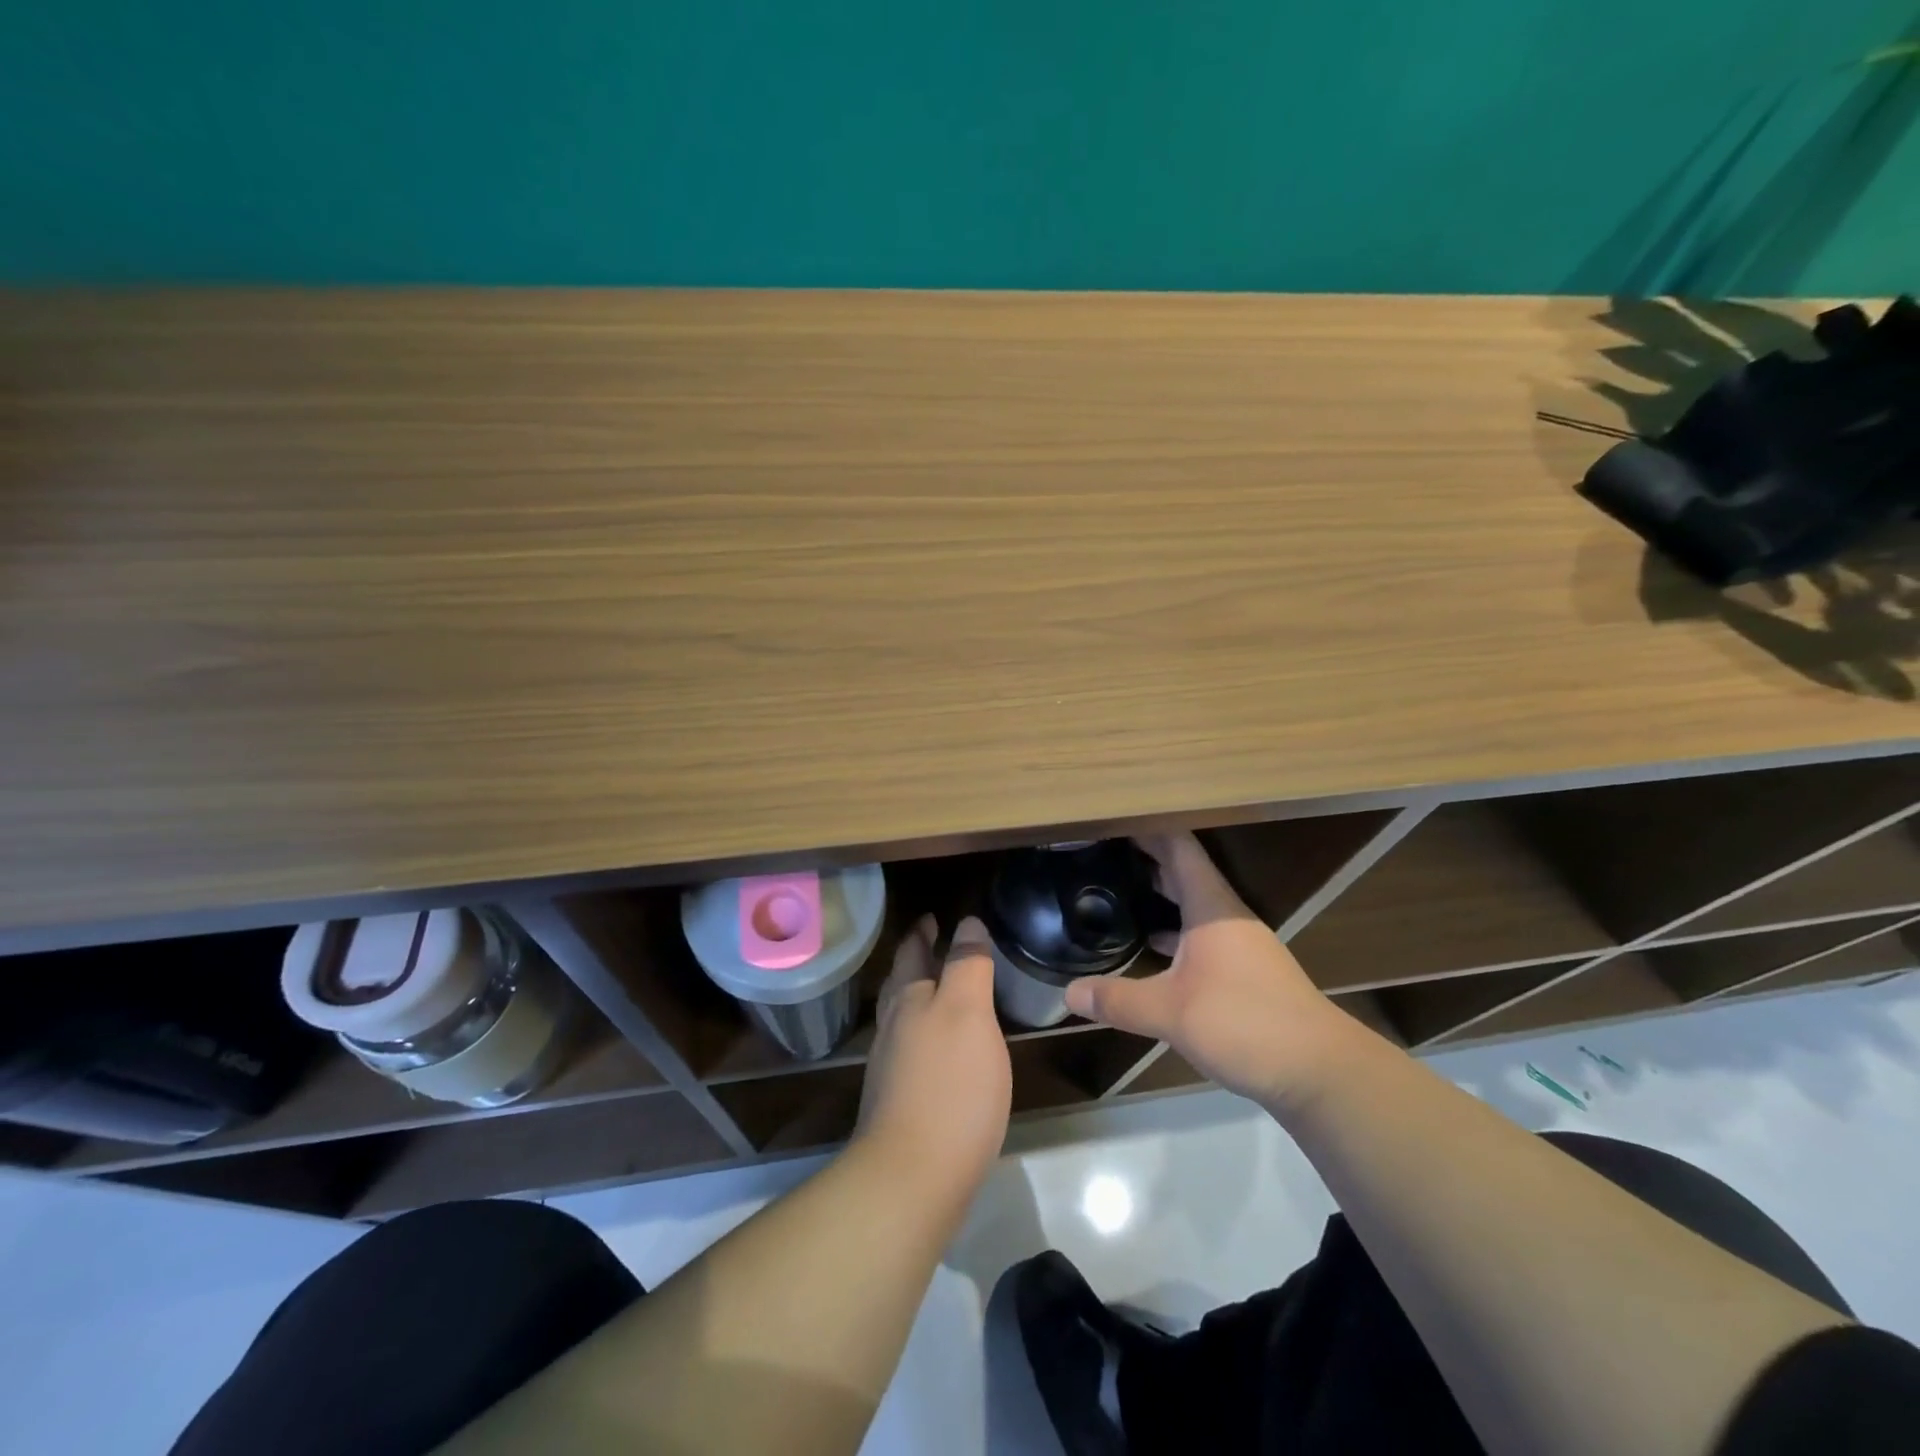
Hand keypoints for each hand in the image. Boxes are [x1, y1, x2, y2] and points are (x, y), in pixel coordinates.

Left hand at [855, 914, 1011, 1202]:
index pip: (911, 952)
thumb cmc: (948, 1085)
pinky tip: (944, 1051)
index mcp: (909, 999)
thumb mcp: (968, 1013)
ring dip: (920, 996)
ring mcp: (892, 1068)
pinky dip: (927, 1035)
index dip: (922, 932)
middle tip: (935, 944)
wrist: (913, 1179)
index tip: (933, 917)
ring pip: (904, 1017)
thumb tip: (966, 922)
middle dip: (917, 961)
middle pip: (902, 983)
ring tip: (942, 990)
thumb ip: (968, 965)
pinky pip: (913, 1052)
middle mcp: (893, 1027)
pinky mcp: (901, 1103)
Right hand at [1064, 832, 1360, 1112]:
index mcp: (1211, 907)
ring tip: (1119, 886)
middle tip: (1104, 847)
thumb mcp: (1170, 1012)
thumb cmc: (1244, 1022)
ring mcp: (1239, 943)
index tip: (1115, 817)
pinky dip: (1174, 929)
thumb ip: (1118, 1000)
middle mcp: (1226, 916)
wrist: (1318, 1070)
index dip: (1148, 828)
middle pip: (1185, 870)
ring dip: (1161, 892)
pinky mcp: (1244, 971)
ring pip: (1193, 903)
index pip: (1179, 848)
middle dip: (1148, 855)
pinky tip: (1150, 944)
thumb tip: (1068, 993)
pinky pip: (1200, 933)